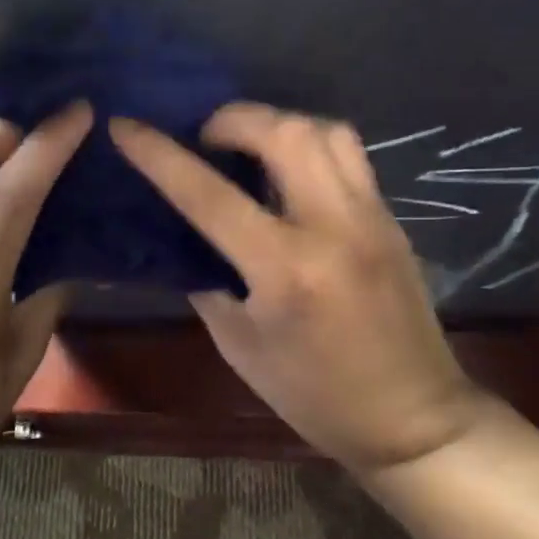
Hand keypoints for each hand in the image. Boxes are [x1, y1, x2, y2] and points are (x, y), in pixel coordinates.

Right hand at [111, 105, 484, 474]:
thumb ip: (208, 280)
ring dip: (275, 123)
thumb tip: (185, 235)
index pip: (209, 195)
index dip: (158, 154)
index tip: (125, 125)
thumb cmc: (315, 394)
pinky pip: (348, 153)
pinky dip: (308, 143)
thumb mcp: (239, 346)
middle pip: (283, 132)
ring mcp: (371, 216)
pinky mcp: (390, 217)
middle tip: (205, 139)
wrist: (413, 419)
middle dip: (231, 119)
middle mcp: (333, 227)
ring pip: (325, 130)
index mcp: (285, 269)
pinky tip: (288, 171)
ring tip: (248, 146)